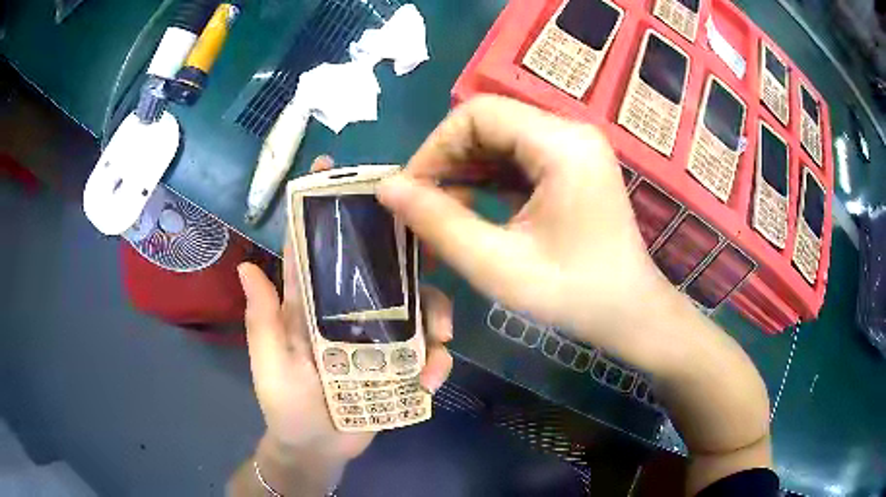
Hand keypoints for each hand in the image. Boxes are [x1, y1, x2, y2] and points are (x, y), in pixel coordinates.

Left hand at [238, 156, 453, 463]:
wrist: (319, 448)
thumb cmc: (287, 407)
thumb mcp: (270, 365)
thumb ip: (263, 321)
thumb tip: (247, 267)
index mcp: (309, 306)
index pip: (311, 248)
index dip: (317, 207)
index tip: (330, 168)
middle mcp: (346, 311)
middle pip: (378, 266)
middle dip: (404, 252)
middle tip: (429, 249)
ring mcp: (378, 337)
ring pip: (414, 305)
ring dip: (434, 316)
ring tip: (442, 342)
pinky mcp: (400, 364)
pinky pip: (426, 350)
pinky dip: (436, 360)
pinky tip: (431, 380)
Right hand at [376, 95, 675, 369]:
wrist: (630, 313)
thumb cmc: (573, 295)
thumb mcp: (497, 265)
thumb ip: (437, 222)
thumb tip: (385, 187)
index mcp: (562, 144)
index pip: (478, 113)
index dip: (434, 147)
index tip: (411, 192)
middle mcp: (571, 132)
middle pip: (489, 122)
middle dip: (448, 162)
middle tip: (423, 208)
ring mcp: (575, 147)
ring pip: (500, 140)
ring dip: (465, 173)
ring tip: (443, 216)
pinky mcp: (573, 165)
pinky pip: (518, 157)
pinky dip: (488, 180)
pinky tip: (473, 211)